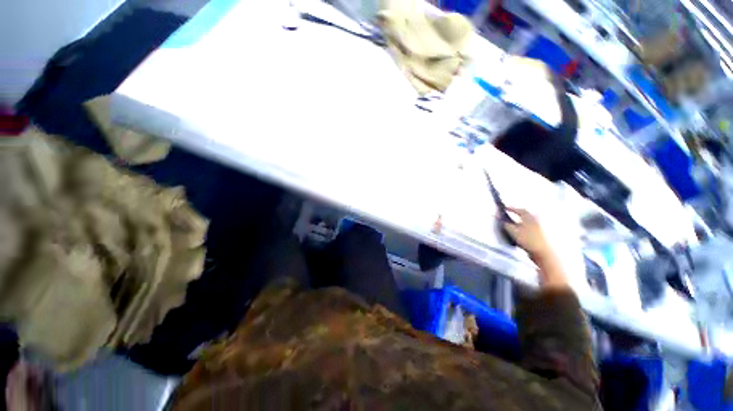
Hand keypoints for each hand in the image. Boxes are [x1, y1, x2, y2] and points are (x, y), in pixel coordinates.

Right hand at [503, 208, 550, 258]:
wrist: (543, 252)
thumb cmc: (527, 240)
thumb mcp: (513, 232)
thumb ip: (506, 225)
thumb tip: (502, 221)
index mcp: (530, 217)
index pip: (520, 210)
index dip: (512, 208)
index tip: (505, 208)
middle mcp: (536, 220)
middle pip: (526, 214)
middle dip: (518, 213)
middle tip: (511, 213)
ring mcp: (540, 227)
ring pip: (529, 220)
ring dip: (522, 220)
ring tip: (515, 222)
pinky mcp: (541, 234)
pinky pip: (531, 226)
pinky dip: (525, 226)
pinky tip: (521, 230)